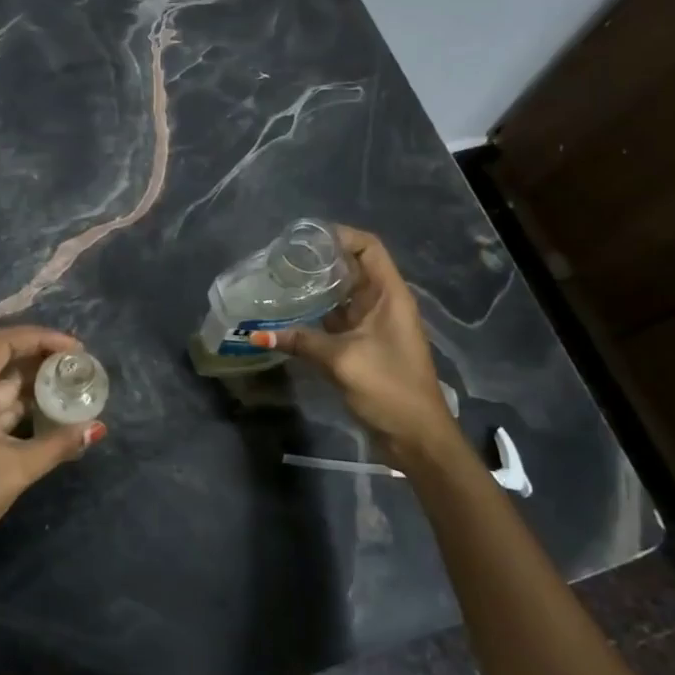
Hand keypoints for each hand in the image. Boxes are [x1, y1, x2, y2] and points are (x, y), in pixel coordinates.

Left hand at [0, 326, 105, 576]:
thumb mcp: (16, 469)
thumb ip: (58, 444)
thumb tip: (96, 428)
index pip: (3, 343)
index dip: (41, 338)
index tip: (75, 349)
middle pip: (3, 362)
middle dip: (43, 363)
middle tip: (80, 369)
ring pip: (1, 389)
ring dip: (34, 389)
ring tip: (73, 390)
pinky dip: (21, 410)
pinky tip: (50, 416)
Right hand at [253, 224, 455, 458]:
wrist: (417, 438)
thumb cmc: (390, 389)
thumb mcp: (343, 360)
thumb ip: (302, 342)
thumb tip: (257, 333)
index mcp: (390, 296)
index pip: (368, 247)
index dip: (340, 235)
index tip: (304, 237)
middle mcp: (383, 303)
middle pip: (353, 267)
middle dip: (320, 260)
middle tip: (282, 259)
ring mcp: (374, 325)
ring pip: (343, 294)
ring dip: (317, 288)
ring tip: (281, 281)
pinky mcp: (365, 345)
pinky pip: (338, 319)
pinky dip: (317, 314)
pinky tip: (291, 314)